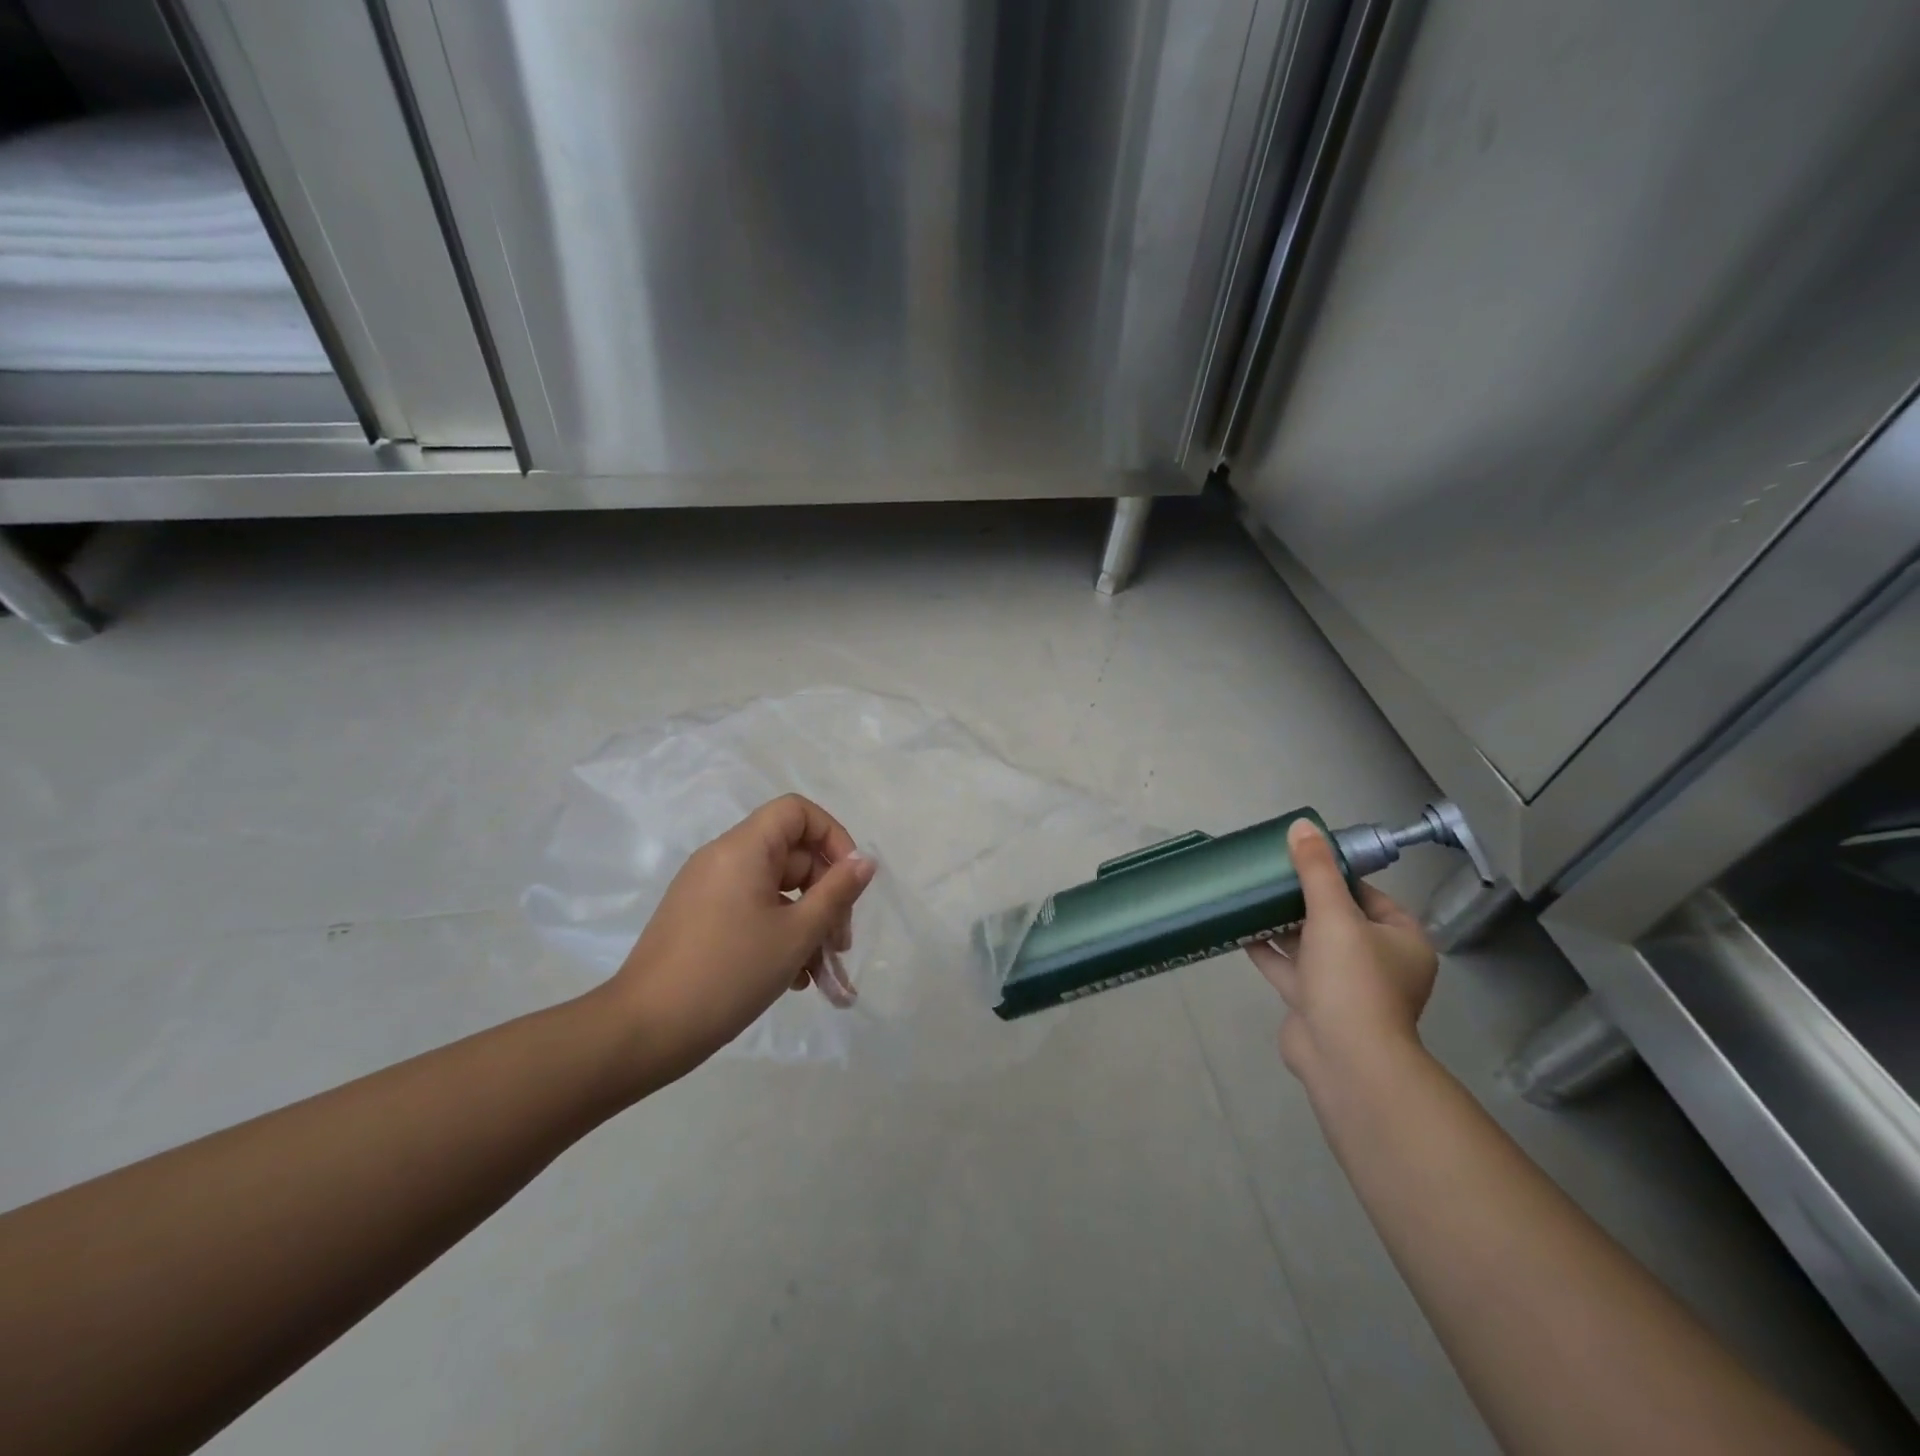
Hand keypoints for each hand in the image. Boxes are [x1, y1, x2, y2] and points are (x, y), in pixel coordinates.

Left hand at [606, 795, 876, 1078]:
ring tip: (820, 973)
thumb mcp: (796, 934)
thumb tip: (865, 861)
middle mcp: (723, 859)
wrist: (644, 1030)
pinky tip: (792, 979)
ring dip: (805, 924)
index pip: (797, 812)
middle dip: (825, 896)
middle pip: (791, 856)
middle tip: (840, 944)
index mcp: (743, 849)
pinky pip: (752, 911)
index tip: (850, 881)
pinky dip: (777, 934)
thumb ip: (837, 892)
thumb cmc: (728, 973)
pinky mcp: (700, 919)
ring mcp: (708, 890)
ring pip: (775, 890)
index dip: (832, 836)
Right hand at [1246, 818, 1437, 1085]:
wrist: (1344, 1058)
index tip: (1303, 860)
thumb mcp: (1334, 915)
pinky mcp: (1315, 1005)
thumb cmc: (1352, 980)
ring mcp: (1346, 988)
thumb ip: (1316, 870)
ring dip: (1284, 924)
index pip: (1370, 896)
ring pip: (1312, 945)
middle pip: (1338, 920)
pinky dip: (1270, 951)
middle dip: (1304, 899)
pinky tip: (1242, 930)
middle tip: (1272, 875)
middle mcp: (1378, 964)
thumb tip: (1302, 826)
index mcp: (1401, 941)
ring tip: (1252, 896)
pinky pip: (1291, 970)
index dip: (1338, 876)